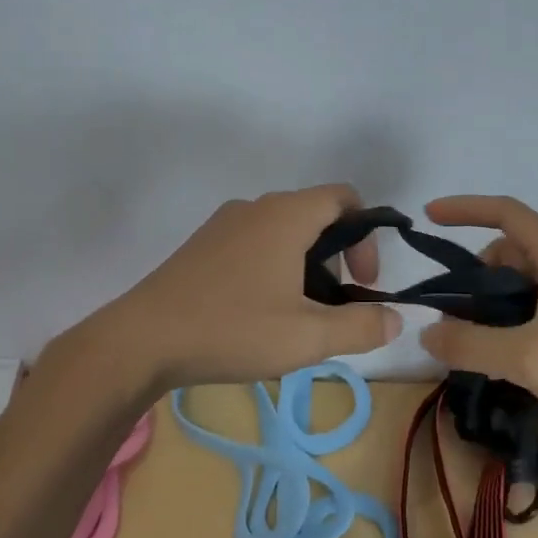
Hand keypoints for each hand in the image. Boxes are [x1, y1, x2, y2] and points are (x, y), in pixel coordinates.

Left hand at [83, 184, 401, 392]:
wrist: (141, 340)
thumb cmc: (231, 330)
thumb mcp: (307, 337)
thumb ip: (361, 326)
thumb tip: (396, 318)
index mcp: (286, 216)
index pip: (345, 197)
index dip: (367, 236)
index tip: (364, 282)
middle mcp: (256, 207)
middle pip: (316, 214)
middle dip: (338, 255)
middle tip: (336, 305)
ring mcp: (224, 224)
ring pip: (283, 231)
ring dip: (306, 264)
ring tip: (299, 314)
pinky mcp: (202, 245)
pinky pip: (254, 242)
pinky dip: (274, 266)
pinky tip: (260, 312)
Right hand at [417, 195, 537, 446]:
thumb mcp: (526, 357)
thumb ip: (469, 343)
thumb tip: (427, 332)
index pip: (505, 212)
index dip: (464, 209)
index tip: (428, 217)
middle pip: (511, 250)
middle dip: (476, 275)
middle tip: (456, 315)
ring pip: (526, 280)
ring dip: (496, 302)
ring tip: (479, 341)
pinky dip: (517, 318)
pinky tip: (510, 354)